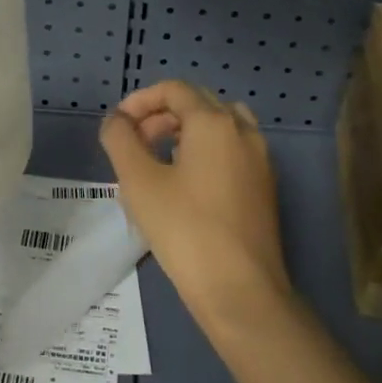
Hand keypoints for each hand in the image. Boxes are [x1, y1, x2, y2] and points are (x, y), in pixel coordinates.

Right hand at [99, 81, 293, 337]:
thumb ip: (121, 139)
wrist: (241, 292)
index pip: (174, 90)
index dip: (141, 100)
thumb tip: (116, 120)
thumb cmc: (185, 230)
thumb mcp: (139, 182)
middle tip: (134, 141)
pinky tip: (186, 182)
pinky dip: (206, 149)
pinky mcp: (265, 186)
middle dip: (161, 114)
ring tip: (159, 157)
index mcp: (214, 122)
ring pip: (219, 124)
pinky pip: (232, 148)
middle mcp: (243, 130)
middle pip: (198, 102)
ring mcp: (260, 159)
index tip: (118, 125)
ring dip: (186, 130)